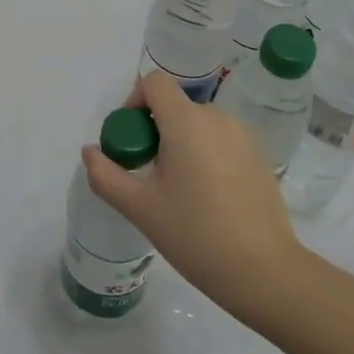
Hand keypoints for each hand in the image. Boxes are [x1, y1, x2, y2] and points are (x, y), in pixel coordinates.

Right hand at [82, 72, 303, 322]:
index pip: (155, 82)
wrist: (263, 270)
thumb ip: (106, 175)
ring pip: (200, 125)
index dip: (134, 100)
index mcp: (186, 121)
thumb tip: (90, 152)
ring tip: (177, 189)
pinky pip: (222, 141)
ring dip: (182, 142)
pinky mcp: (260, 157)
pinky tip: (208, 198)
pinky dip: (207, 155)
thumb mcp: (140, 208)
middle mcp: (217, 118)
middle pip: (176, 105)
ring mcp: (243, 137)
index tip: (130, 138)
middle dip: (155, 129)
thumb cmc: (194, 234)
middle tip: (148, 172)